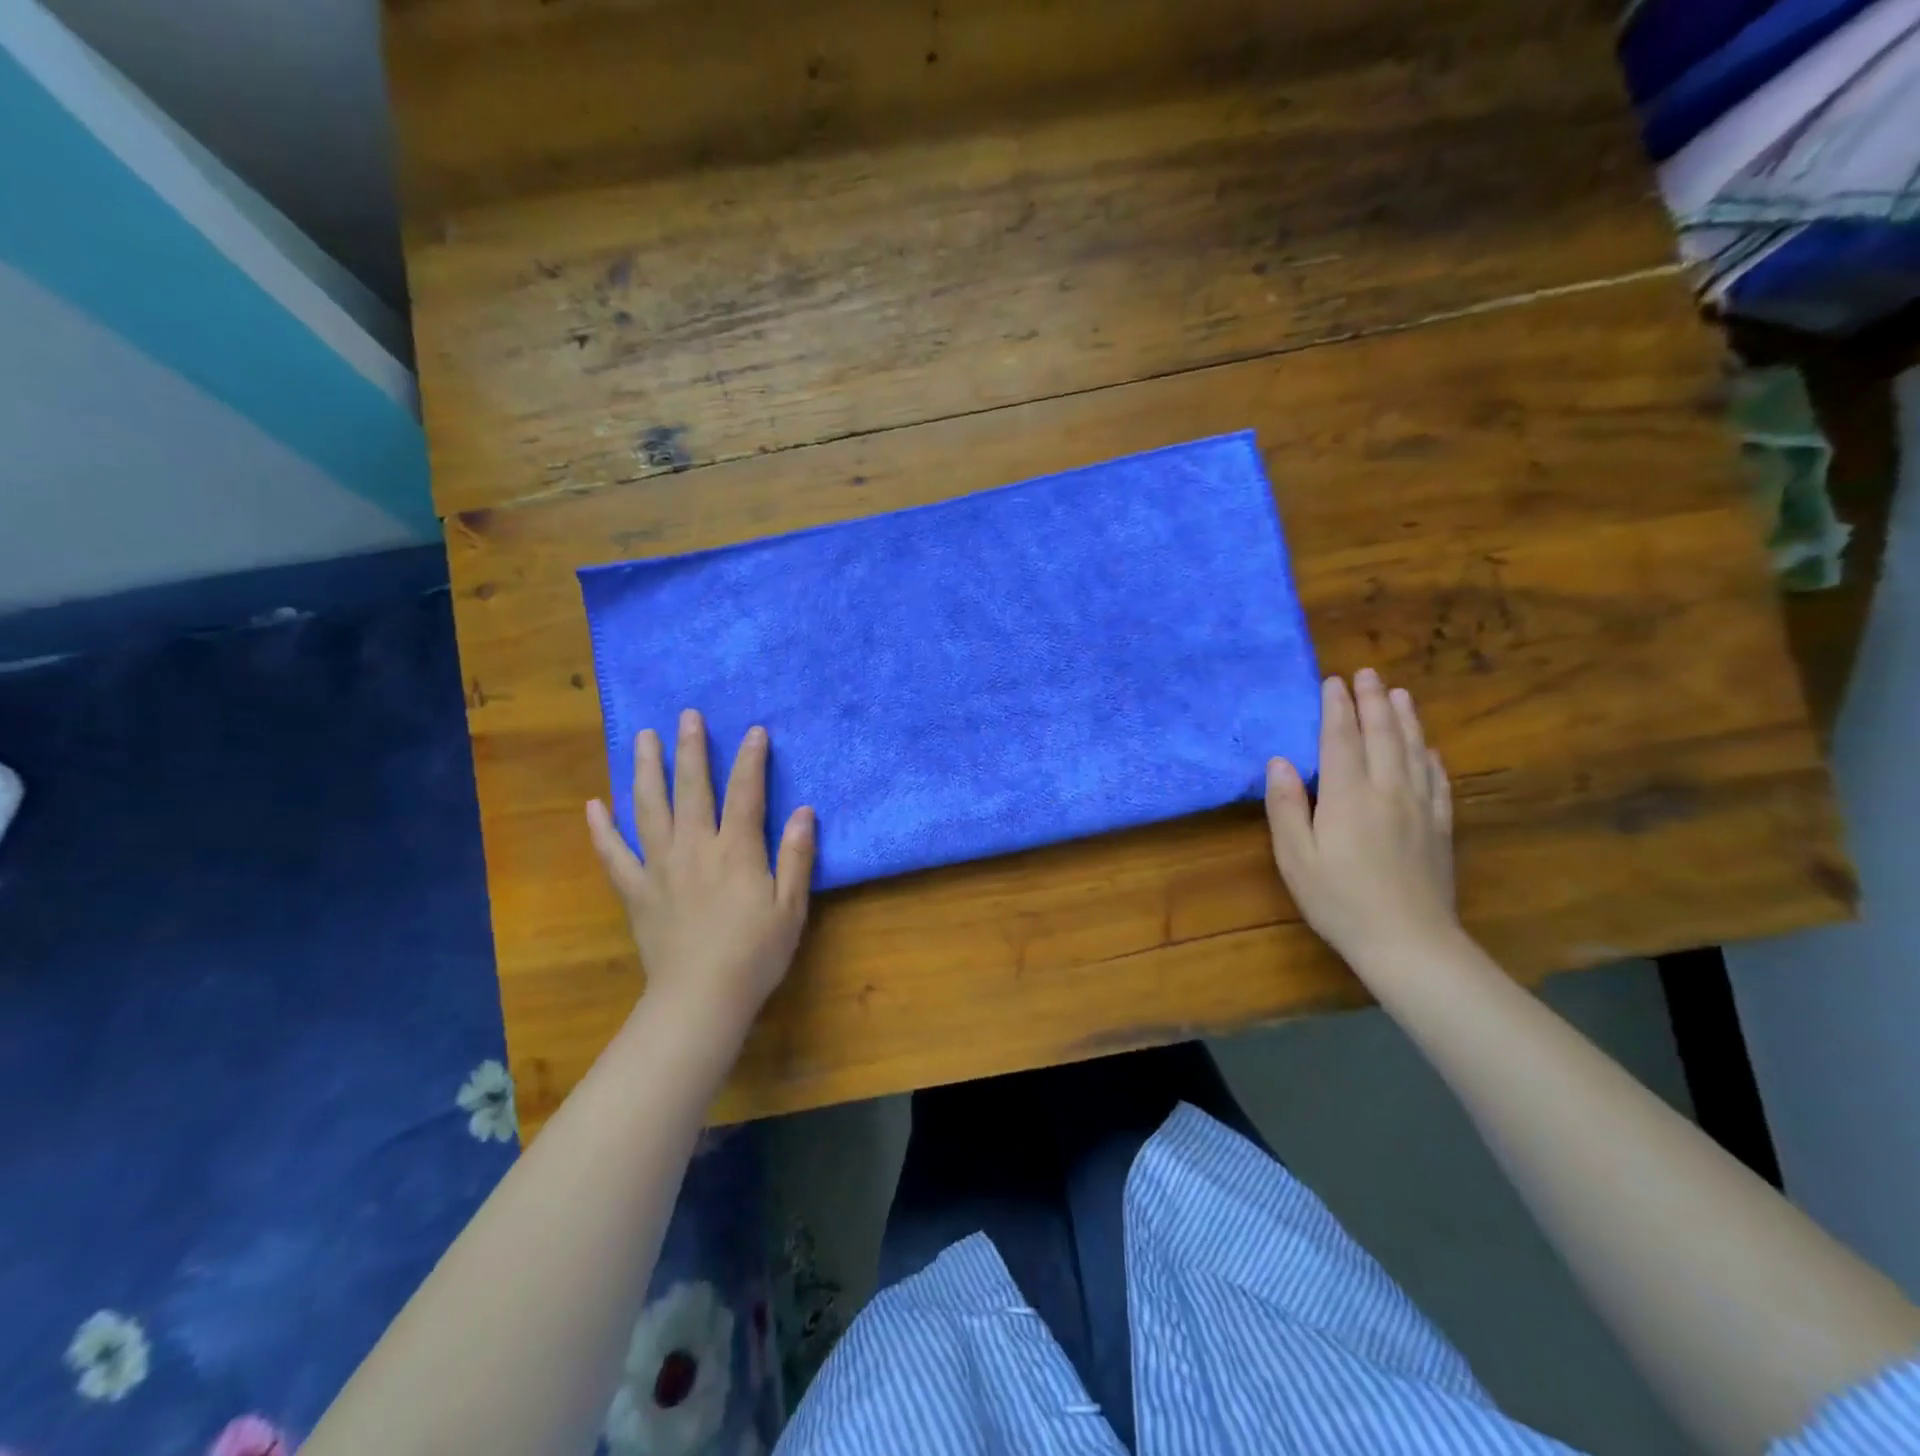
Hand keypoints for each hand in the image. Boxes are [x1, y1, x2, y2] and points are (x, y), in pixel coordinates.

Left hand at [586, 709, 814, 1048]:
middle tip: (687, 715)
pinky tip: (594, 804)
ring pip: (649, 808)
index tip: (754, 730)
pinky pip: (614, 854)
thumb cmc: (755, 954)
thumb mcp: (791, 907)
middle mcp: (695, 847)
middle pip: (691, 788)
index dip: (751, 759)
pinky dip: (602, 829)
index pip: (745, 793)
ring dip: (645, 770)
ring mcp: (659, 867)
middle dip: (691, 749)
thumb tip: (805, 811)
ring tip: (642, 738)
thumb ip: (797, 857)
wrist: (700, 998)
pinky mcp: (636, 890)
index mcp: (736, 850)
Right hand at [1265, 670, 1459, 975]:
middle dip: (1373, 700)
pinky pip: (1437, 779)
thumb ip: (1286, 806)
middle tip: (1367, 673)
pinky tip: (1428, 746)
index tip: (1332, 681)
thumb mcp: (1295, 857)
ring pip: (1413, 749)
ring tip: (1399, 693)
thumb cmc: (1339, 900)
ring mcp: (1419, 807)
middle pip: (1381, 734)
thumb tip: (1280, 762)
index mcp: (1347, 796)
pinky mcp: (1439, 826)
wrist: (1408, 942)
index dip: (1336, 707)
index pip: (1340, 739)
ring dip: (1404, 718)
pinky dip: (1430, 754)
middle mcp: (1387, 790)